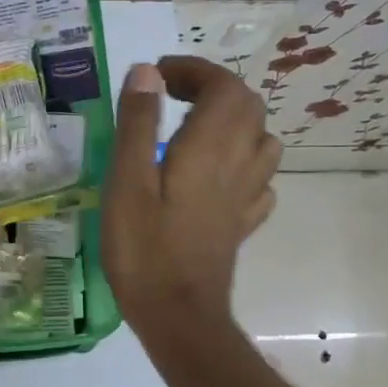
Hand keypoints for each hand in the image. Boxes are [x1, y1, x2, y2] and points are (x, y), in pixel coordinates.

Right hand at [103, 57, 280, 335]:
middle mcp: (239, 164)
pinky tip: (215, 174)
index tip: (157, 75)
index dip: (194, 70)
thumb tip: (146, 72)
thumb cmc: (144, 250)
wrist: (179, 316)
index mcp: (210, 148)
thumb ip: (137, 124)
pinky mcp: (242, 222)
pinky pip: (258, 177)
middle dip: (212, 88)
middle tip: (170, 95)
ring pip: (261, 139)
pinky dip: (240, 160)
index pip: (223, 86)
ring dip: (232, 121)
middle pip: (247, 106)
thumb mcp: (126, 182)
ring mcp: (247, 196)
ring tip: (193, 128)